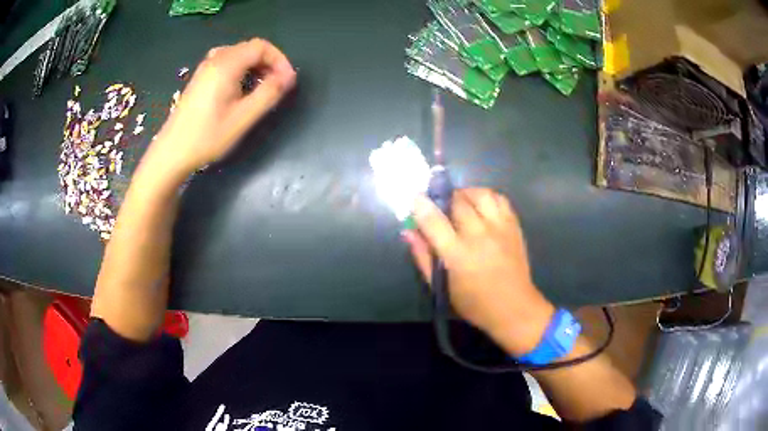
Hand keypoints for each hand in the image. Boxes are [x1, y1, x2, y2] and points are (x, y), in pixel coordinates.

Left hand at [146, 38, 295, 177]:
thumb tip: (288, 77)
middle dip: (269, 63)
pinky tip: (241, 89)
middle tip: (277, 86)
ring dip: (255, 66)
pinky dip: (241, 70)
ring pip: (238, 55)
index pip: (261, 47)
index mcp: (226, 65)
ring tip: (261, 88)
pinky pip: (226, 63)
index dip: (279, 60)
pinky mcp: (200, 78)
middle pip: (250, 48)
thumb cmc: (208, 136)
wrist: (172, 152)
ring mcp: (205, 68)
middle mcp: (215, 60)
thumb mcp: (243, 117)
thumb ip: (268, 94)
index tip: (287, 81)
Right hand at [405, 188, 554, 356]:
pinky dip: (488, 197)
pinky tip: (482, 207)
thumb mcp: (441, 287)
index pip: (434, 220)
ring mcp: (499, 228)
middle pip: (457, 201)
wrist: (513, 307)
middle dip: (444, 199)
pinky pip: (500, 199)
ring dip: (466, 194)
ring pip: (481, 194)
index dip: (421, 205)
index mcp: (457, 254)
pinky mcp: (514, 226)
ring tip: (461, 203)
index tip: (415, 198)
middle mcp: (479, 236)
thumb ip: (423, 258)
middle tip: (440, 207)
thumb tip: (408, 232)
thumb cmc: (474, 303)